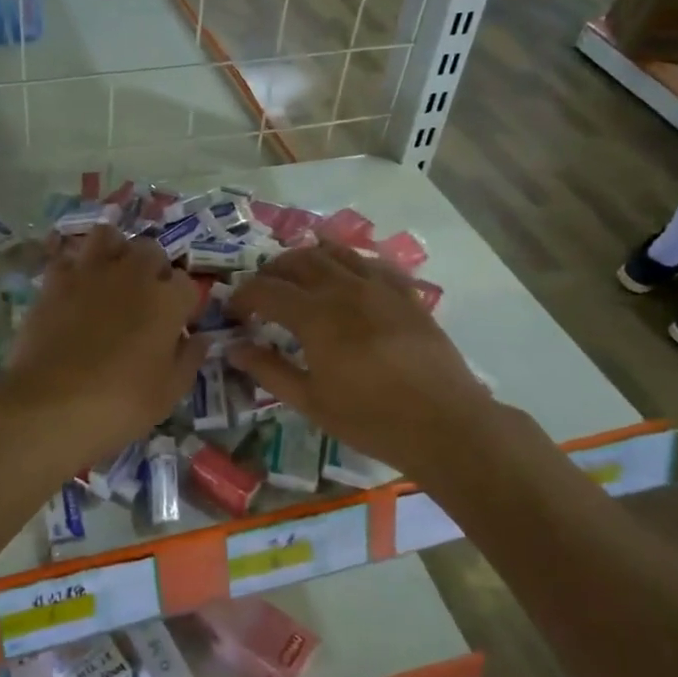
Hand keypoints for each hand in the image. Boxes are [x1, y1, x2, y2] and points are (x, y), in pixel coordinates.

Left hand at [0, 224, 207, 473]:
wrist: (49, 405)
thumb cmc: (119, 405)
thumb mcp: (168, 393)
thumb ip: (189, 359)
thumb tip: (200, 338)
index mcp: (167, 301)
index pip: (187, 284)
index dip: (183, 303)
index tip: (176, 324)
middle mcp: (132, 275)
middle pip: (151, 251)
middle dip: (153, 269)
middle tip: (145, 297)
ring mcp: (90, 272)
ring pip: (108, 236)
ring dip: (114, 251)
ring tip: (111, 275)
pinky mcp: (54, 280)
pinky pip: (68, 257)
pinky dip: (74, 267)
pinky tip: (74, 287)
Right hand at [225, 245, 493, 480]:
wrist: (445, 423)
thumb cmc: (371, 419)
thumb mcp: (311, 402)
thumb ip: (269, 370)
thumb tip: (234, 349)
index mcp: (315, 316)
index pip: (265, 290)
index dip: (242, 296)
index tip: (233, 312)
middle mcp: (344, 289)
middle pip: (298, 260)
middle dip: (271, 271)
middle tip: (261, 292)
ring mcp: (379, 286)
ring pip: (335, 252)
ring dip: (308, 258)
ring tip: (298, 277)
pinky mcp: (405, 293)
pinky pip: (371, 263)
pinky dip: (349, 264)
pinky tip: (346, 281)